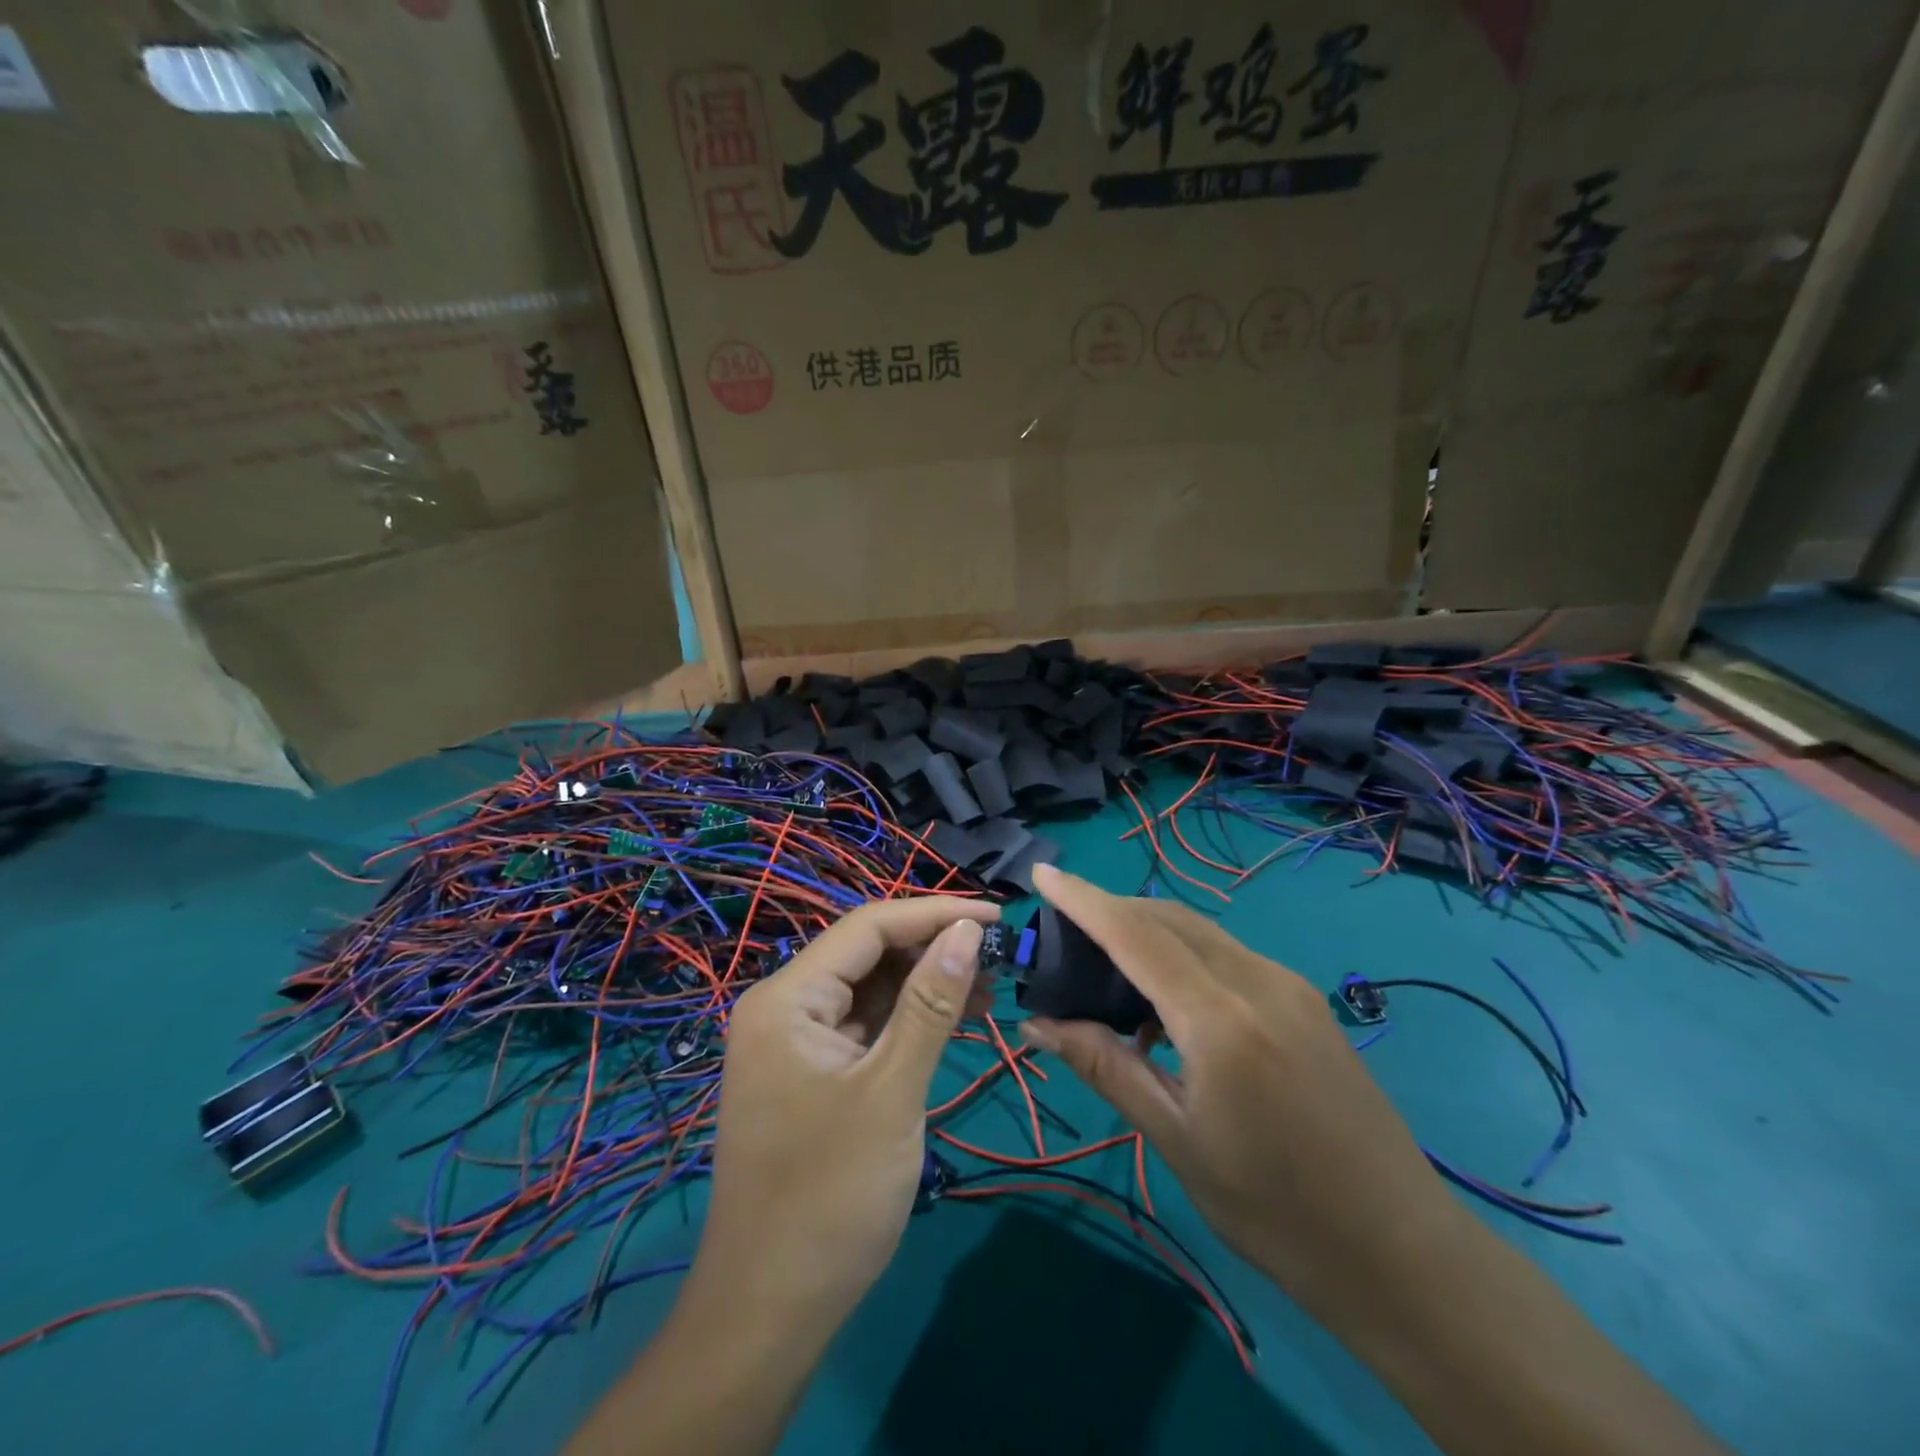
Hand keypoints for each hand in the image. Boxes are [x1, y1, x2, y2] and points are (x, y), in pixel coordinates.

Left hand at [695, 896, 999, 1320]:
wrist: (770, 1311)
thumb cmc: (830, 1197)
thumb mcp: (892, 1092)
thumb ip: (930, 1004)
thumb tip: (966, 930)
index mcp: (787, 998)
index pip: (868, 927)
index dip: (934, 913)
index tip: (995, 915)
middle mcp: (784, 1006)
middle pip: (867, 954)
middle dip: (932, 948)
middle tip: (997, 954)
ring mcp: (796, 1041)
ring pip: (869, 990)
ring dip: (925, 984)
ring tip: (988, 985)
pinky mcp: (812, 1073)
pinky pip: (865, 1027)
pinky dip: (908, 1020)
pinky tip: (953, 1019)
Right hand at [1018, 865, 1459, 1317]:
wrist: (1402, 1251)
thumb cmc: (1275, 1211)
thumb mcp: (1176, 1140)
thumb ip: (1105, 1067)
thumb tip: (1038, 1024)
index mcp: (1221, 1020)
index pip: (1136, 935)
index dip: (1084, 900)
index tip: (1043, 874)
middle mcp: (1258, 981)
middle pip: (1169, 919)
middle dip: (1112, 910)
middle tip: (1063, 930)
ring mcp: (1289, 986)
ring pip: (1200, 932)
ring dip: (1147, 931)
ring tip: (1105, 967)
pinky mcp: (1305, 1000)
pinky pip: (1227, 955)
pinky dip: (1183, 956)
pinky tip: (1165, 1002)